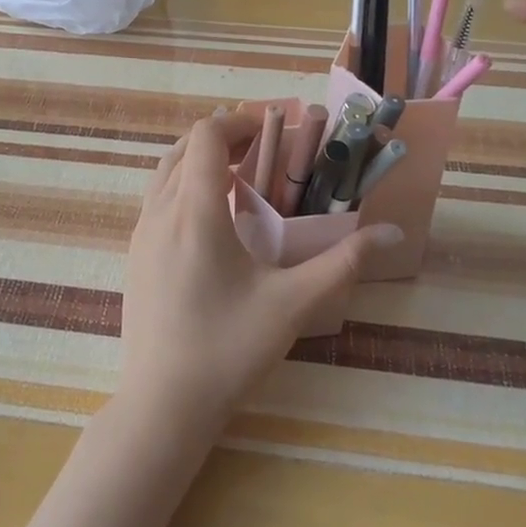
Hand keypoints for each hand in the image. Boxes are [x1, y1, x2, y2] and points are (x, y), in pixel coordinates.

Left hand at [120, 111, 400, 435]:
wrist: (162, 405)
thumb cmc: (229, 350)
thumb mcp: (292, 304)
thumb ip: (343, 262)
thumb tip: (391, 232)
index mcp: (195, 211)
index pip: (207, 136)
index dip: (239, 121)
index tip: (273, 127)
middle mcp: (160, 212)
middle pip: (184, 148)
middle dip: (223, 137)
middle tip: (262, 149)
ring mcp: (140, 234)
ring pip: (165, 172)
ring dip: (199, 160)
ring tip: (238, 175)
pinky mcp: (134, 255)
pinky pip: (156, 198)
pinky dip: (183, 185)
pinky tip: (211, 217)